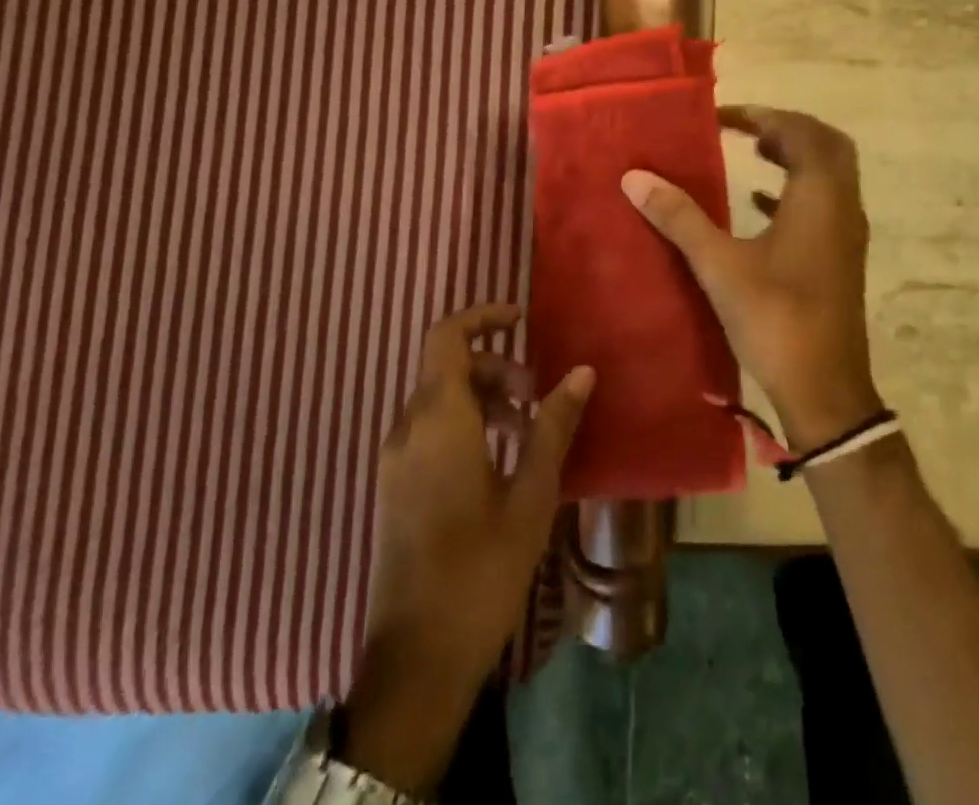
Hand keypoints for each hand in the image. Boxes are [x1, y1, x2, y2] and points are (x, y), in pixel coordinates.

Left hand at [342, 304, 594, 797]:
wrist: (416, 661)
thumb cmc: (480, 570)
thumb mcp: (531, 496)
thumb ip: (554, 426)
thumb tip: (582, 370)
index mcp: (438, 420)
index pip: (446, 337)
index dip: (482, 317)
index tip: (522, 320)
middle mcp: (408, 429)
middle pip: (447, 366)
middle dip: (495, 366)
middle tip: (538, 395)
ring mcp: (396, 459)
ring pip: (438, 398)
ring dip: (483, 396)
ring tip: (527, 430)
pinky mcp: (395, 486)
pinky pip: (429, 429)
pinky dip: (465, 423)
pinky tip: (499, 462)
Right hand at [621, 106, 881, 452]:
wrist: (825, 391)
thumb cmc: (776, 320)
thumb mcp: (720, 266)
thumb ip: (679, 218)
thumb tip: (635, 177)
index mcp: (820, 197)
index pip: (799, 131)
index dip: (761, 116)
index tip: (721, 117)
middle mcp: (842, 206)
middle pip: (825, 144)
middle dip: (787, 128)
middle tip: (745, 129)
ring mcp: (846, 234)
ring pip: (829, 174)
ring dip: (795, 156)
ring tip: (752, 152)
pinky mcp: (840, 258)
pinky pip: (824, 205)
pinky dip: (794, 191)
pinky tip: (758, 203)